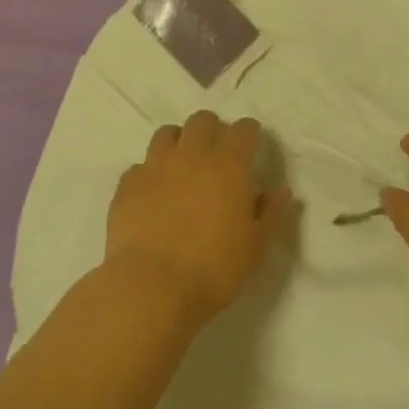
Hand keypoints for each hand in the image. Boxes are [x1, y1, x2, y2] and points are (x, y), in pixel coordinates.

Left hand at [105, 111, 292, 327]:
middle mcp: (192, 155)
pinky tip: (152, 193)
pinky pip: (140, 166)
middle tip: (216, 150)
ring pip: (167, 134)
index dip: (249, 131)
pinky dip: (149, 173)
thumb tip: (281, 191)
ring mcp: (155, 166)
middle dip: (213, 129)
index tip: (251, 141)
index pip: (243, 130)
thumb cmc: (213, 270)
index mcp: (228, 166)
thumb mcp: (255, 248)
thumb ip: (270, 214)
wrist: (151, 287)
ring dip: (178, 142)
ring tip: (182, 164)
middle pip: (202, 120)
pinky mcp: (127, 184)